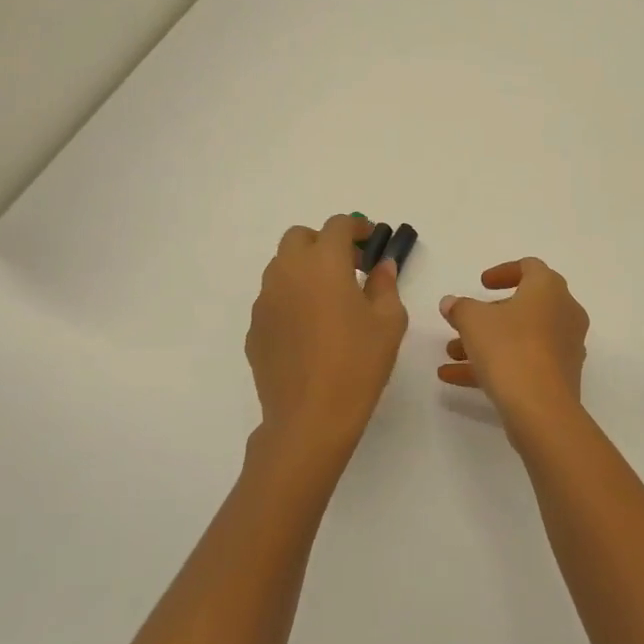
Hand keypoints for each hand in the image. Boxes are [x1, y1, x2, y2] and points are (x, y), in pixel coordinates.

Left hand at [245, 215, 408, 476]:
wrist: (309, 417)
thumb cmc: (358, 364)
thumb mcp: (388, 322)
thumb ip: (385, 285)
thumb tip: (381, 266)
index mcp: (323, 263)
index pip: (337, 225)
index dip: (356, 227)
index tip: (372, 241)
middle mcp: (287, 272)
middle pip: (299, 237)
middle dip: (324, 242)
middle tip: (349, 266)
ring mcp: (265, 301)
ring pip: (281, 267)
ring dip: (305, 269)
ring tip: (329, 299)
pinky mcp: (254, 328)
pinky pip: (273, 299)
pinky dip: (292, 299)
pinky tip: (310, 330)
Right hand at [438, 258, 589, 426]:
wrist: (541, 408)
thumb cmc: (509, 348)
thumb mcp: (473, 321)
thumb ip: (460, 307)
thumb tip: (451, 303)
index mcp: (549, 289)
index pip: (530, 268)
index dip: (503, 272)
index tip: (481, 284)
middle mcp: (565, 313)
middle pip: (524, 306)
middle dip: (488, 315)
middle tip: (464, 321)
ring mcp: (565, 347)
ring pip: (521, 337)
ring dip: (486, 342)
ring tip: (451, 354)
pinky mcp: (560, 376)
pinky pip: (525, 362)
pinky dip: (496, 364)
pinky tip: (456, 378)